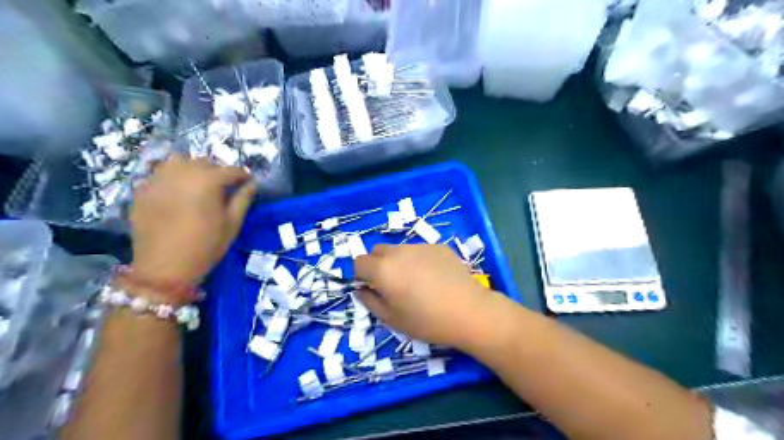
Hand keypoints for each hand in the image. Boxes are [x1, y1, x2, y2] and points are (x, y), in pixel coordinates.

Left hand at [129, 159, 254, 287]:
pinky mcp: (142, 190)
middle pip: (204, 163)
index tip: (248, 183)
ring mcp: (158, 179)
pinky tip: (176, 194)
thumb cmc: (206, 246)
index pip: (231, 170)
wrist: (164, 268)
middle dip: (217, 172)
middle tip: (223, 188)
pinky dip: (172, 178)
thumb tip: (252, 184)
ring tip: (197, 185)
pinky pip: (160, 174)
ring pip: (178, 162)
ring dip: (192, 169)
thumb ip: (243, 199)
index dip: (242, 176)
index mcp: (207, 181)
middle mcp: (181, 173)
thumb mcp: (232, 224)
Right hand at [355, 244, 505, 350]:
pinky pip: (420, 250)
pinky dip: (419, 260)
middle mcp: (398, 251)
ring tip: (417, 282)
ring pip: (399, 249)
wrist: (469, 311)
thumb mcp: (392, 319)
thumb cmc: (427, 321)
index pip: (359, 262)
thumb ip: (370, 302)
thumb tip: (361, 290)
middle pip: (377, 251)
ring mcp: (420, 246)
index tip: (373, 288)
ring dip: (399, 261)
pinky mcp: (438, 246)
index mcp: (383, 269)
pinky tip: (435, 278)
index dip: (362, 275)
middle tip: (393, 285)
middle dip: (378, 264)